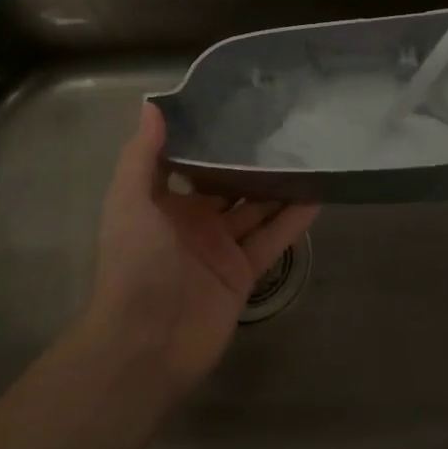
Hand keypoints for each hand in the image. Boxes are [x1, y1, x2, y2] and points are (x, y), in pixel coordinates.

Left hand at [86, 103, 318, 394]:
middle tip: (285, 126)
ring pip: (256, 208)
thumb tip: (152, 105)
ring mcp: (221, 248)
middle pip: (229, 184)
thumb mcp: (129, 201)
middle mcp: (193, 222)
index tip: (238, 108)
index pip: (191, 163)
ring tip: (308, 153)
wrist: (145, 344)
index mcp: (163, 203)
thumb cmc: (134, 264)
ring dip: (278, 186)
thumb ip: (142, 155)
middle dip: (251, 160)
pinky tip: (318, 194)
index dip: (211, 139)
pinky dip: (294, 219)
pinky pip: (273, 239)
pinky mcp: (244, 273)